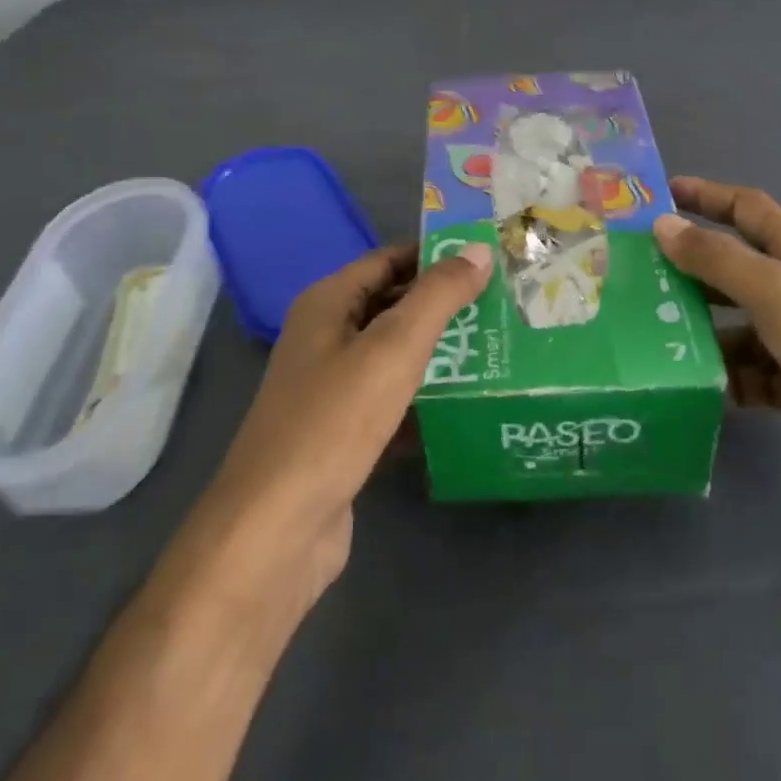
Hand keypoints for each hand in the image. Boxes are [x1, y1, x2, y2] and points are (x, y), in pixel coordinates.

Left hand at [186, 241, 492, 619]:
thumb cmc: (333, 422)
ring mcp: (331, 390)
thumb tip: (479, 249)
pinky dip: (424, 400)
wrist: (276, 531)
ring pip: (394, 358)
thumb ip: (438, 296)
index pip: (388, 260)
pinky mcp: (343, 435)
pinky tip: (468, 406)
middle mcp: (324, 339)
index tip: (489, 260)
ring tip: (498, 348)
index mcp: (327, 304)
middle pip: (392, 307)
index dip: (436, 256)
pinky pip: (391, 403)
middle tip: (504, 304)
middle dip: (444, 305)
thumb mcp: (393, 349)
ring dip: (440, 353)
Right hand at [654, 177, 780, 591]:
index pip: (752, 211)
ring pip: (740, 326)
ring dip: (701, 329)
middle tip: (635, 275)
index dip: (708, 197)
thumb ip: (721, 261)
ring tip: (647, 335)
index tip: (658, 195)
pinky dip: (724, 379)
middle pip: (740, 270)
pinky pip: (752, 376)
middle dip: (692, 268)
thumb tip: (663, 224)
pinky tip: (689, 386)